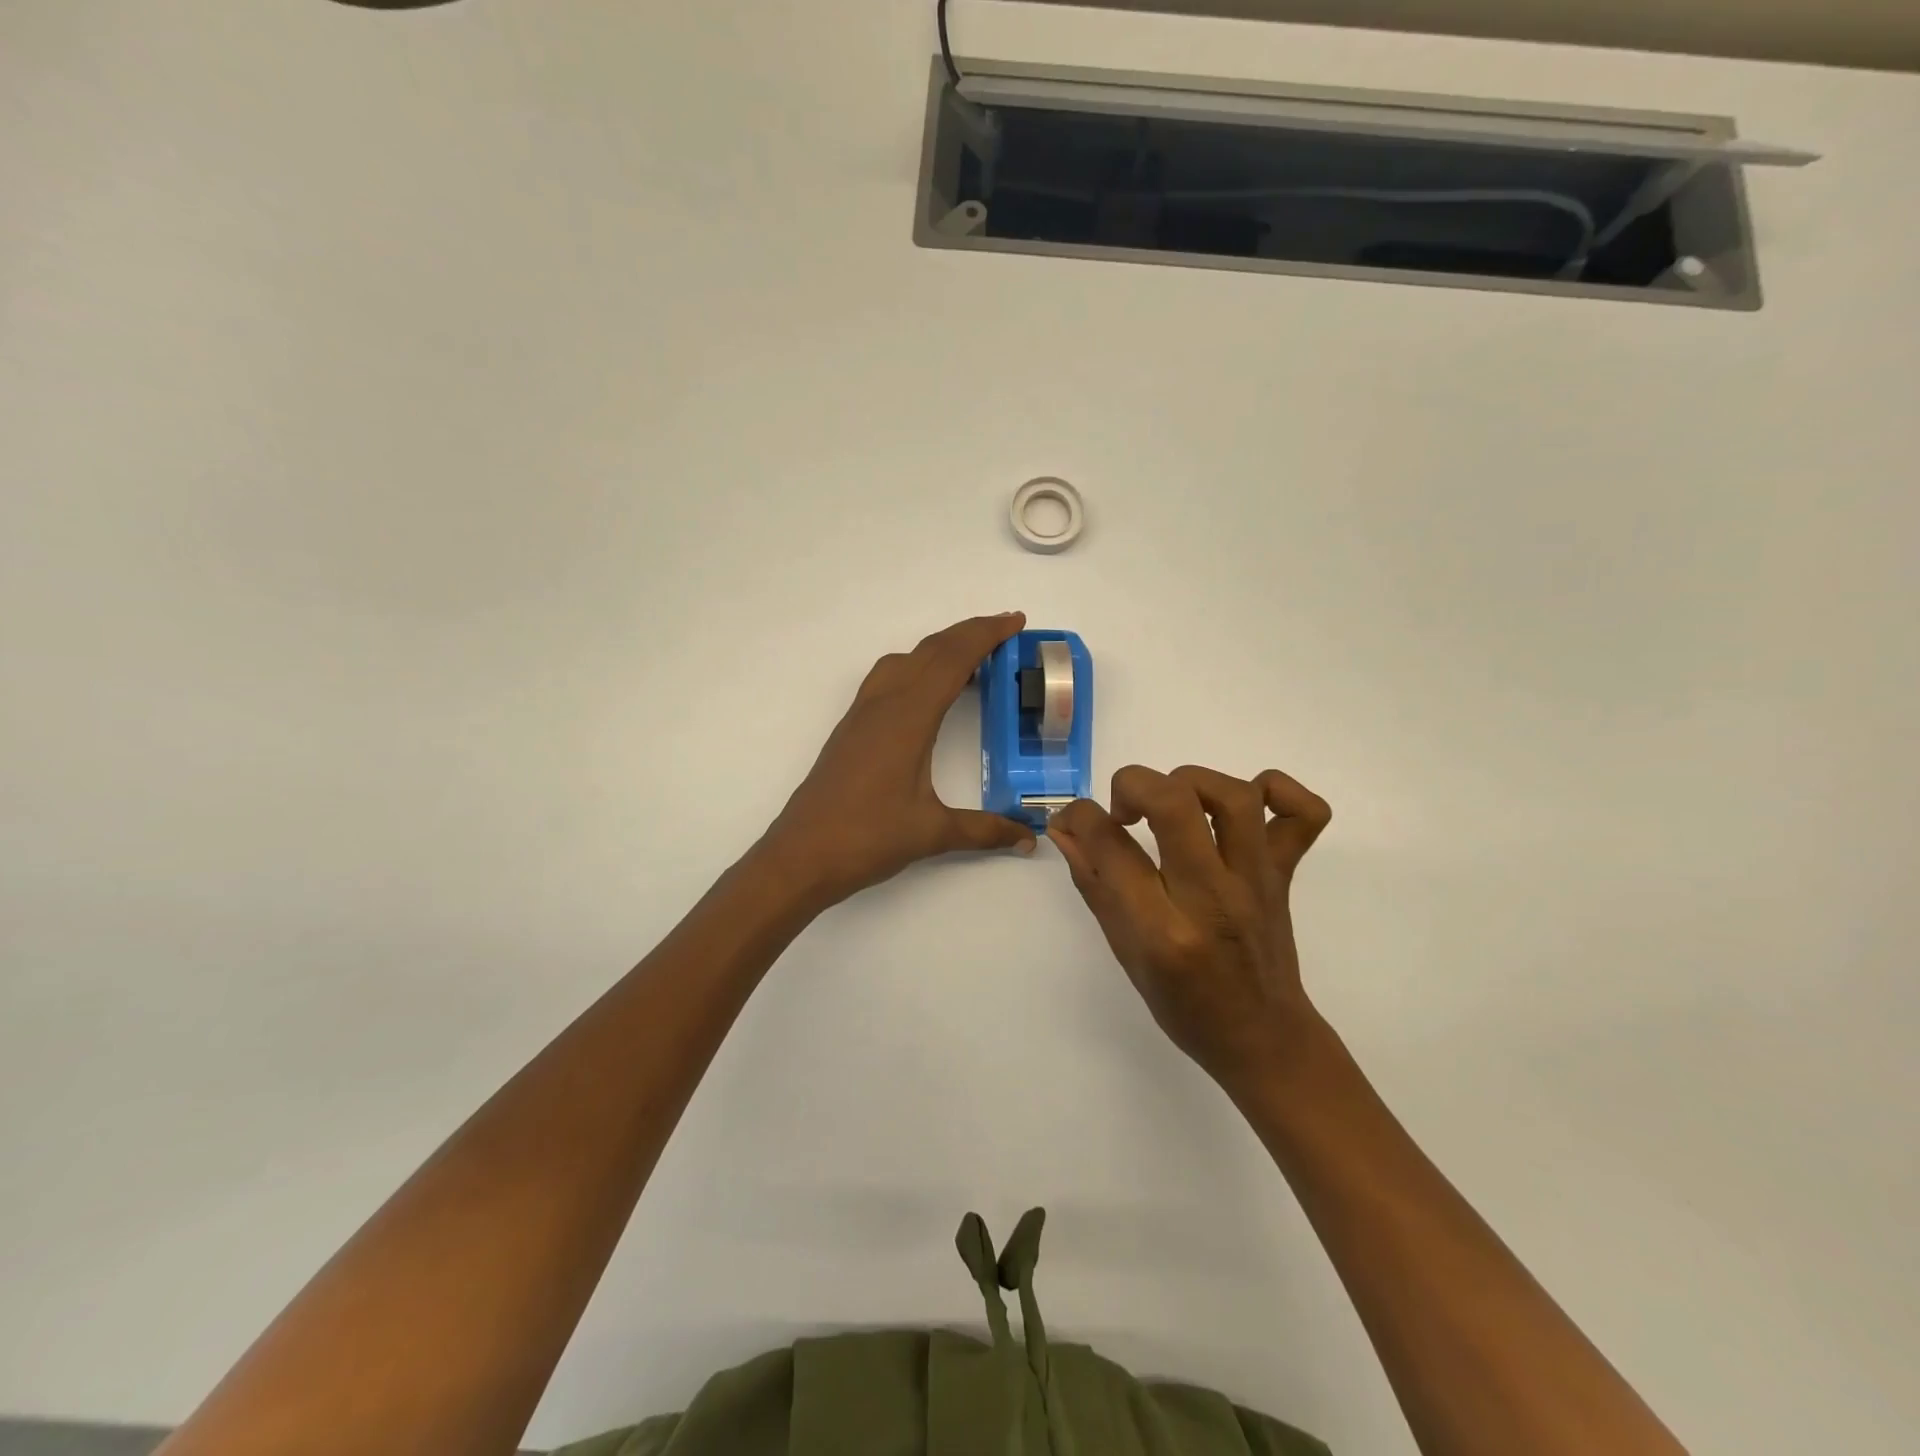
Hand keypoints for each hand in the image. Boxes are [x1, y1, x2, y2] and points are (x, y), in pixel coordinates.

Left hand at [761, 613, 1038, 908]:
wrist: (801, 855)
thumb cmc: (866, 838)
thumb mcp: (933, 833)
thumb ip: (984, 830)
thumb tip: (1028, 838)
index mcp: (908, 718)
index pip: (953, 660)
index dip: (986, 635)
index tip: (1015, 621)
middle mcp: (883, 704)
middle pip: (930, 650)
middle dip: (969, 633)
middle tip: (1005, 632)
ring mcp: (862, 714)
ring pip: (905, 660)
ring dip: (939, 650)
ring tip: (971, 661)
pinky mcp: (851, 729)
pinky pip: (888, 679)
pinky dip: (917, 669)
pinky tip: (928, 696)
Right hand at [1048, 765, 1332, 1091]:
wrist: (1263, 1039)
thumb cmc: (1184, 1006)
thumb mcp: (1124, 952)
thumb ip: (1094, 883)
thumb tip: (1065, 828)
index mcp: (1162, 930)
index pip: (1110, 844)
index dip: (1078, 817)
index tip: (1072, 821)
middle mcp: (1211, 897)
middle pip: (1174, 803)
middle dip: (1133, 784)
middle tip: (1124, 811)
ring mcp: (1257, 882)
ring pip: (1234, 796)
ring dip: (1190, 782)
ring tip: (1172, 804)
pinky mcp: (1286, 875)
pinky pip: (1304, 814)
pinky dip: (1278, 790)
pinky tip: (1247, 803)